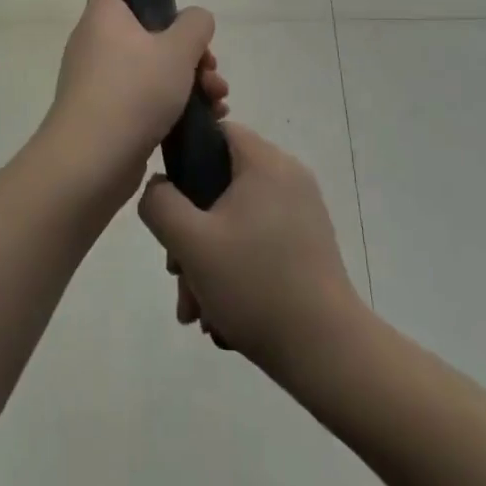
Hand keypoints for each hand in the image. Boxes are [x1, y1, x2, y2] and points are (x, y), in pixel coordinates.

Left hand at [33, 0, 227, 213]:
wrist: (91, 160)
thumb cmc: (134, 91)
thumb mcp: (178, 49)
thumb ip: (195, 24)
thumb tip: (196, 18)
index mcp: (104, 16)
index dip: (154, 0)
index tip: (182, 22)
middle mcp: (95, 43)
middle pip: (149, 35)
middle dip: (189, 54)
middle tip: (211, 71)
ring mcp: (98, 82)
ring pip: (151, 70)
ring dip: (189, 82)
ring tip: (217, 101)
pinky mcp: (106, 115)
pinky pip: (143, 99)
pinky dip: (172, 105)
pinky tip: (206, 120)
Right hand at [137, 122, 362, 378]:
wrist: (327, 353)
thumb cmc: (255, 285)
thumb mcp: (191, 243)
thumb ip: (160, 203)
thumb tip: (158, 186)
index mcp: (266, 162)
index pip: (216, 132)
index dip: (183, 159)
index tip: (168, 203)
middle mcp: (288, 176)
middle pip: (221, 183)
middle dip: (191, 230)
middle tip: (177, 273)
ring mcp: (301, 212)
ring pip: (235, 219)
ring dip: (207, 258)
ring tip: (196, 309)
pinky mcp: (307, 244)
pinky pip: (258, 240)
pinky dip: (234, 268)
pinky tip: (221, 314)